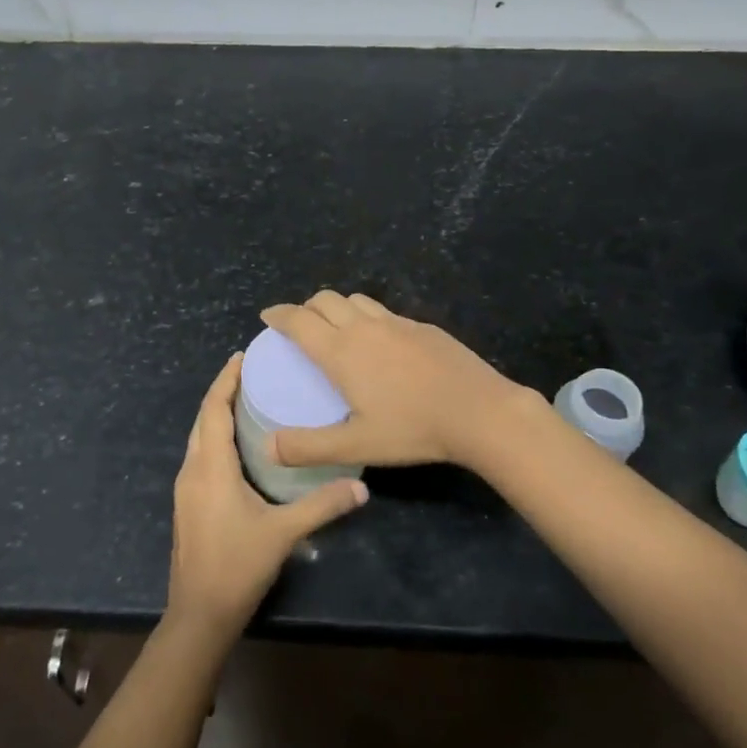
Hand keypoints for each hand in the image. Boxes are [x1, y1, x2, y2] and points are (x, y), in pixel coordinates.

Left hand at [166, 353, 368, 642]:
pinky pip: (199, 455)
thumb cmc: (237, 566)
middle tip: (251, 372)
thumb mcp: (283, 533)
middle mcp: (192, 470)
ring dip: (217, 414)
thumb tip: (361, 487)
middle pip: (203, 418)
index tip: (242, 356)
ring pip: (198, 437)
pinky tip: (238, 445)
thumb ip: (322, 506)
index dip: (226, 380)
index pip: (213, 409)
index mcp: (210, 467)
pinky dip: (215, 437)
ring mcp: (186, 488)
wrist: (199, 614)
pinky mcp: (188, 504)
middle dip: (223, 391)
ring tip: (247, 401)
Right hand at [262, 291, 541, 472]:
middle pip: (325, 300)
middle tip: (300, 326)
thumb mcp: (356, 446)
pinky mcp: (422, 326)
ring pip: (356, 300)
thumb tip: (268, 447)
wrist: (479, 410)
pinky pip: (384, 312)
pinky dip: (368, 317)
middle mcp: (364, 327)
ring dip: (337, 307)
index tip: (267, 315)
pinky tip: (380, 343)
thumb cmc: (412, 428)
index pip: (299, 320)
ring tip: (336, 328)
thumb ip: (309, 447)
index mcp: (341, 351)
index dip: (279, 314)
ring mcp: (396, 322)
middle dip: (305, 307)